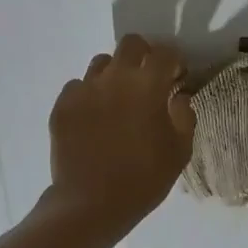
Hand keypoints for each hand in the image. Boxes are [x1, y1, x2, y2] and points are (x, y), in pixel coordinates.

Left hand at [46, 35, 194, 229]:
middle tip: (148, 79)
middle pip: (131, 44)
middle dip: (144, 55)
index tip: (177, 77)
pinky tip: (94, 117)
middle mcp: (115, 77)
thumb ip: (184, 116)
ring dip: (115, 74)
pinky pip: (78, 86)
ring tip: (118, 99)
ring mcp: (84, 89)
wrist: (90, 204)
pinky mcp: (63, 105)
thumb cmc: (143, 178)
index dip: (174, 61)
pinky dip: (89, 94)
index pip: (165, 52)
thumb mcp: (179, 151)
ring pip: (101, 63)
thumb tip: (178, 96)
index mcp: (147, 85)